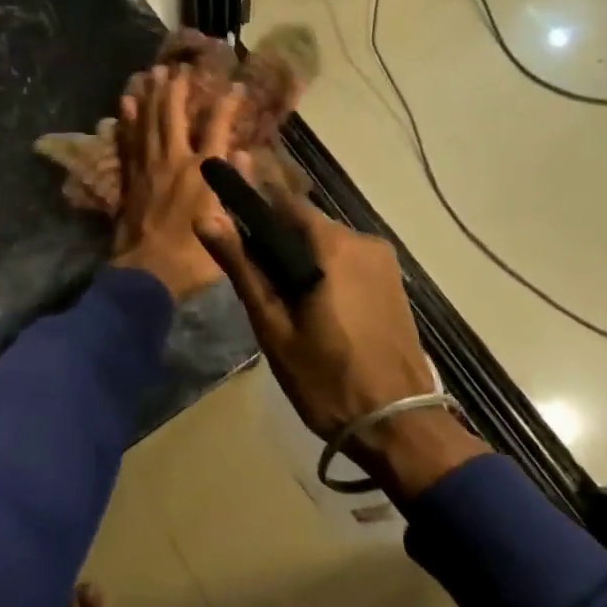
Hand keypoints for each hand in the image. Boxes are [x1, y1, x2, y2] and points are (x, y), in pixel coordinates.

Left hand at [111, 67, 240, 301]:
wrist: (147, 274)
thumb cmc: (194, 255)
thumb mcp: (227, 224)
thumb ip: (234, 187)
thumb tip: (241, 154)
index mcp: (202, 172)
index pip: (217, 128)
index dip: (227, 106)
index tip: (235, 87)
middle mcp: (174, 161)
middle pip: (172, 116)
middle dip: (176, 90)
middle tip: (177, 68)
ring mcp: (148, 168)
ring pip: (147, 123)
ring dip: (150, 97)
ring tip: (151, 74)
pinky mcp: (130, 180)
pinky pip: (128, 143)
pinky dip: (127, 122)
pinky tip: (126, 106)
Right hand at [204, 186, 486, 497]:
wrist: (400, 427)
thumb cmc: (327, 378)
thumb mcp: (274, 326)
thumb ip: (242, 267)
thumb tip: (206, 219)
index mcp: (332, 245)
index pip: (283, 201)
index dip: (253, 191)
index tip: (229, 179)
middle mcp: (362, 240)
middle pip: (306, 223)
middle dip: (275, 233)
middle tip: (246, 260)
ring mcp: (383, 261)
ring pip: (327, 243)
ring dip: (300, 253)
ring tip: (276, 291)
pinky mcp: (393, 282)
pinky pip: (347, 259)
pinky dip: (323, 267)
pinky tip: (310, 298)